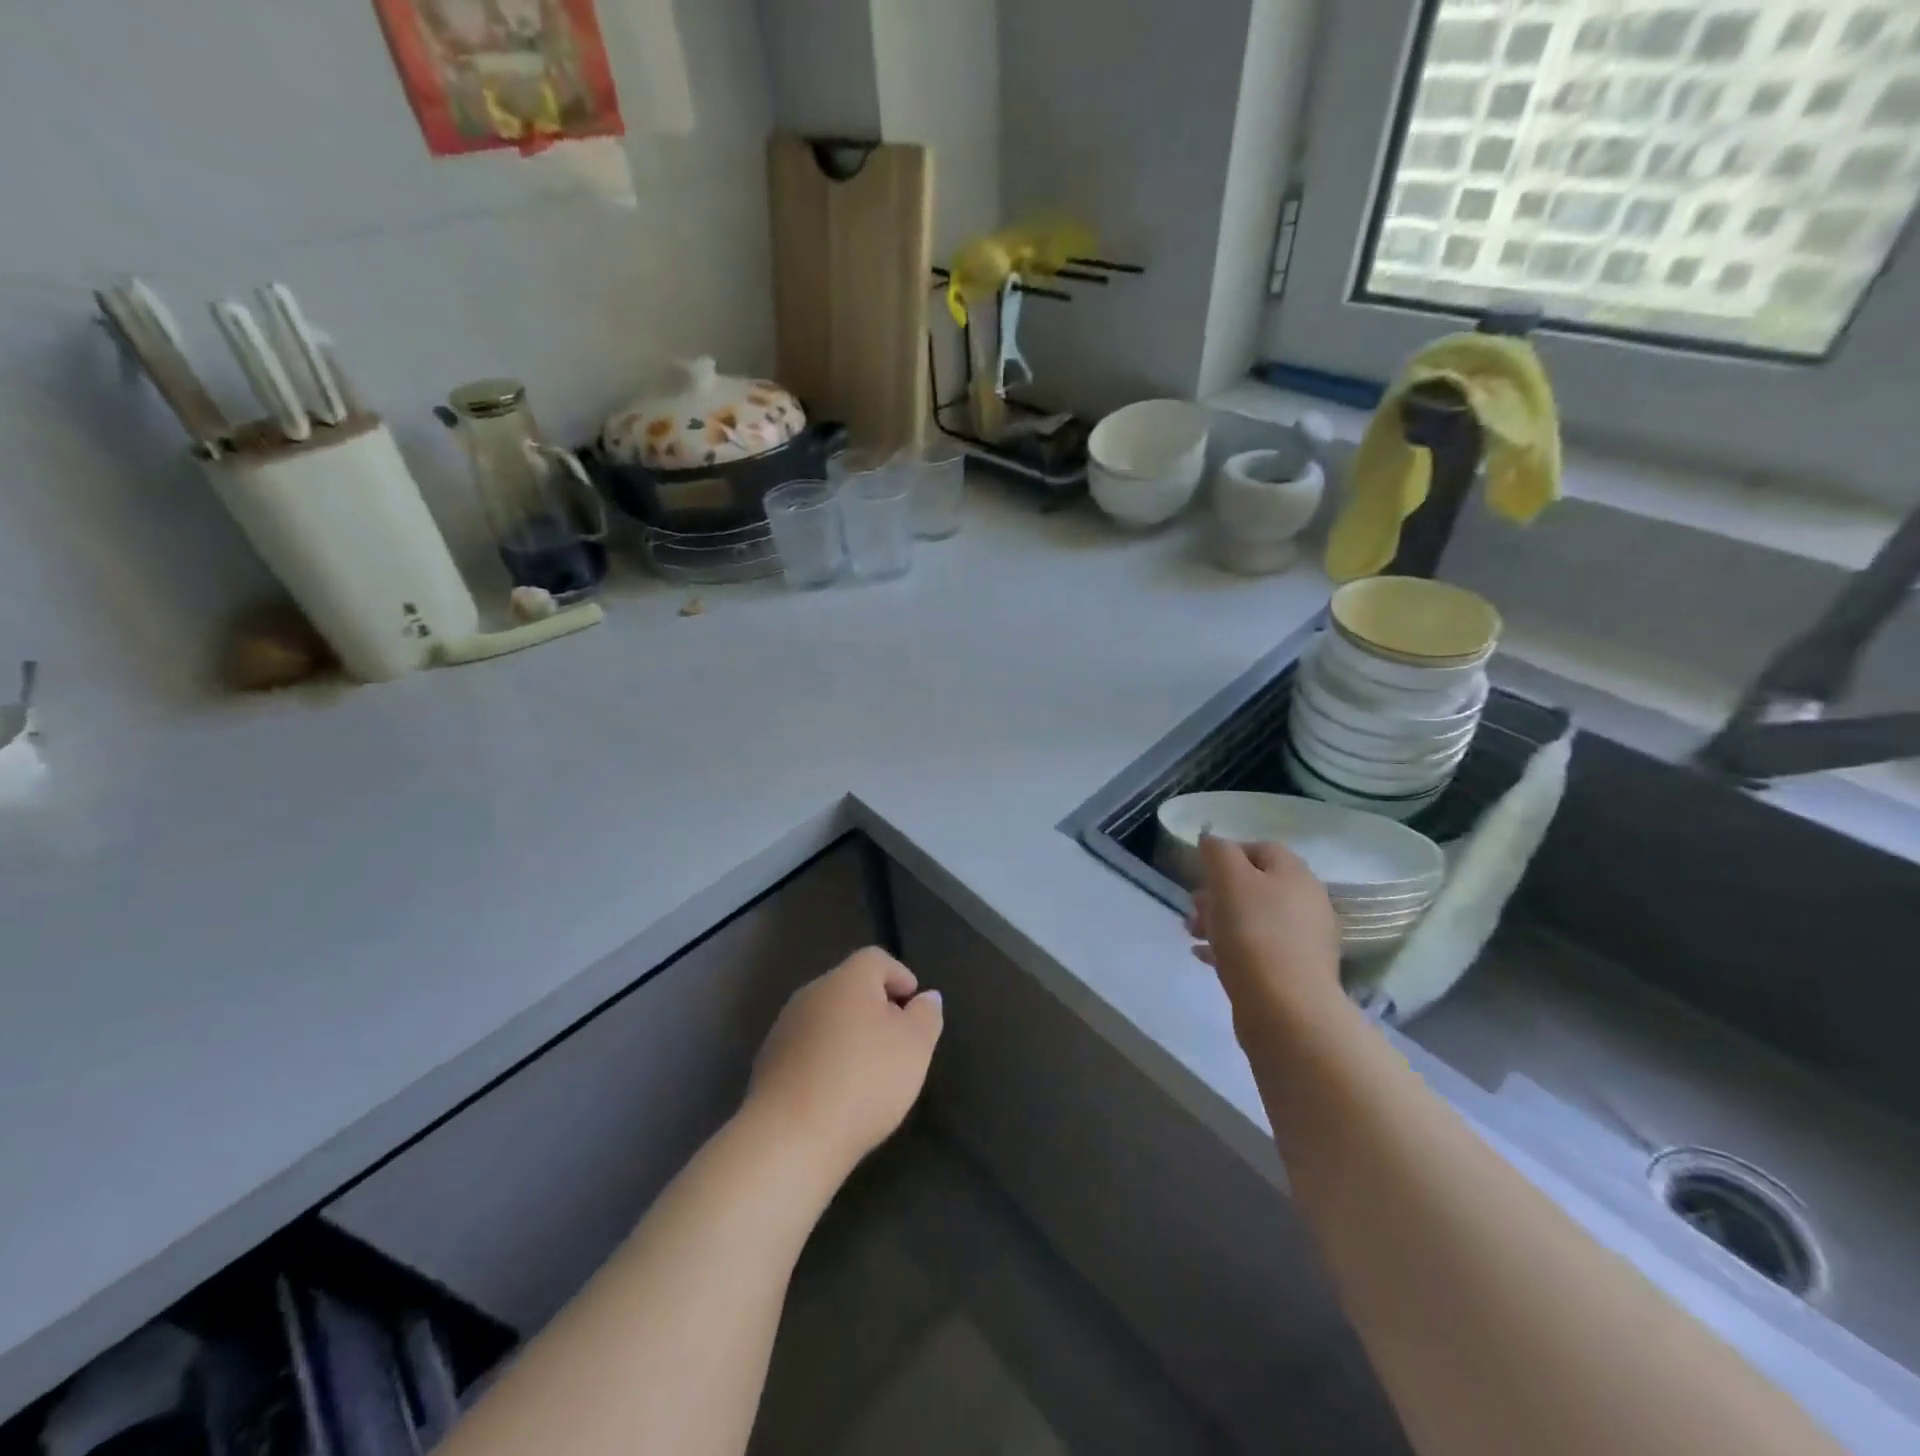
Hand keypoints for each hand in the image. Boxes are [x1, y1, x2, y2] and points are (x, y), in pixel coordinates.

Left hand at [746, 947, 943, 1178]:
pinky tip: (837, 1093)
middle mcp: (812, 993)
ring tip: (868, 1072)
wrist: (790, 1136)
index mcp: (847, 979)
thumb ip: (926, 1015)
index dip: (899, 976)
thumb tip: (926, 997)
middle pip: (849, 987)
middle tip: (897, 1041)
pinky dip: (825, 1060)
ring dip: (848, 1035)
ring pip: (826, 1019)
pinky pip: (807, 1049)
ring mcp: (785, 1028)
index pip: (876, 959)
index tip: (914, 1005)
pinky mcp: (768, 1063)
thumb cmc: (864, 1080)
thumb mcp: (915, 1047)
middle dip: (875, 1008)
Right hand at [1188, 835, 1342, 1028]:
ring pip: (1254, 919)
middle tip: (1193, 906)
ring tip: (1193, 933)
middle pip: (1257, 886)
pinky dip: (1229, 948)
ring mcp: (1303, 942)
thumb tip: (1212, 841)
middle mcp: (1307, 904)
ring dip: (1220, 920)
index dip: (1228, 854)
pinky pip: (1256, 950)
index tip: (1201, 871)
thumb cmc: (1254, 934)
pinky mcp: (1294, 974)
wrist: (1286, 1010)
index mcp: (1296, 875)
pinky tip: (1204, 957)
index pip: (1262, 849)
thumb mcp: (1229, 880)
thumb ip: (1218, 853)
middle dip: (1219, 892)